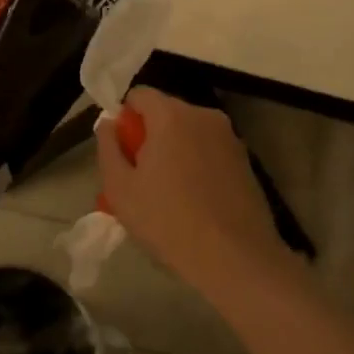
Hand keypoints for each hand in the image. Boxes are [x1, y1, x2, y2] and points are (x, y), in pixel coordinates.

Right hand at [96, 88, 285, 304]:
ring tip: (167, 193)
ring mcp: (230, 137)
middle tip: (140, 177)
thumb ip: (108, 147)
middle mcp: (204, 115)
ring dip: (174, 151)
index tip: (122, 151)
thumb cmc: (169, 221)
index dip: (124, 118)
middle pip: (166, 112)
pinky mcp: (246, 160)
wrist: (236, 259)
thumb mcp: (120, 188)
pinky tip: (194, 201)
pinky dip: (197, 164)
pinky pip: (209, 150)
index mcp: (171, 115)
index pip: (139, 95)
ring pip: (189, 133)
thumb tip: (109, 123)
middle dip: (149, 136)